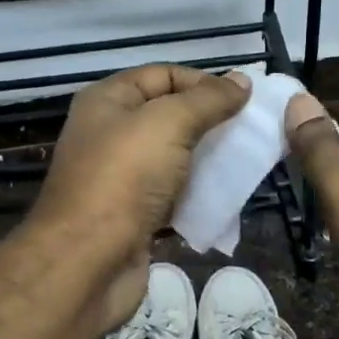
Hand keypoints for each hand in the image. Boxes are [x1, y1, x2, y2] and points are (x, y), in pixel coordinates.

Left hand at [29, 64, 247, 329]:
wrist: (88, 263)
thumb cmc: (124, 178)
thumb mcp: (169, 123)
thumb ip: (208, 100)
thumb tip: (242, 81)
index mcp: (108, 101)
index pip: (162, 75)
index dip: (202, 81)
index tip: (242, 99)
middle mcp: (110, 134)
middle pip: (169, 116)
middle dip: (210, 121)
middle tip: (250, 131)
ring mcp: (121, 178)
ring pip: (175, 158)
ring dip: (208, 159)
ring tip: (245, 163)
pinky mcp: (134, 216)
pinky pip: (174, 195)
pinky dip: (198, 194)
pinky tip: (226, 197)